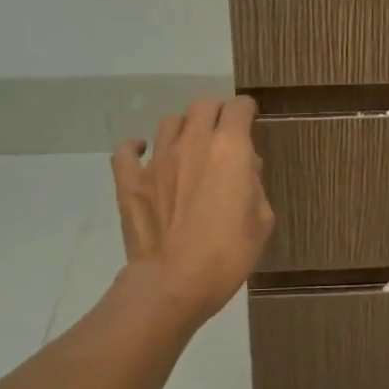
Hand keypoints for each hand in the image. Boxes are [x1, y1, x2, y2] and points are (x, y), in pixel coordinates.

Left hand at [110, 97, 275, 324]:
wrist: (174, 282)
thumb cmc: (228, 253)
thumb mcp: (262, 220)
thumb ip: (255, 185)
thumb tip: (244, 168)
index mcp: (230, 148)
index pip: (238, 108)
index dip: (246, 111)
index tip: (250, 120)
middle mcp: (192, 143)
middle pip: (203, 106)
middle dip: (216, 113)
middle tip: (222, 134)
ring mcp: (157, 159)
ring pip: (170, 122)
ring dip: (183, 128)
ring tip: (188, 147)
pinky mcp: (130, 180)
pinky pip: (127, 151)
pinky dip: (136, 148)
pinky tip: (143, 154)